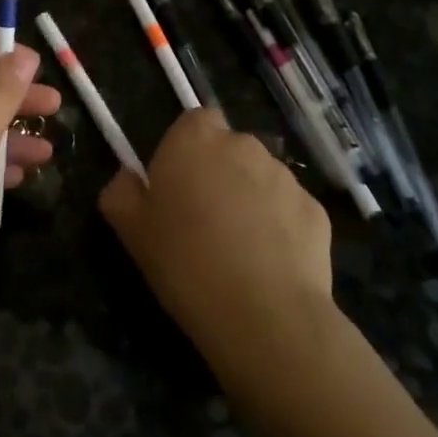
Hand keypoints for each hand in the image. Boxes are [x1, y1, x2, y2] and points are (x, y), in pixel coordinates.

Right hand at [99, 109, 335, 367]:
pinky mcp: (316, 209)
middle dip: (220, 174)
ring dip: (251, 199)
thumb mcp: (131, 231)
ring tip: (240, 249)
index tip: (179, 184)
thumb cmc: (185, 263)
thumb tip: (127, 178)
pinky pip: (290, 210)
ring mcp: (285, 176)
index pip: (195, 121)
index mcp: (195, 140)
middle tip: (205, 220)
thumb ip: (121, 192)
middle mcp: (243, 144)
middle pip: (229, 148)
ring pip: (262, 178)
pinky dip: (281, 228)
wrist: (263, 315)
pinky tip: (270, 265)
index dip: (187, 149)